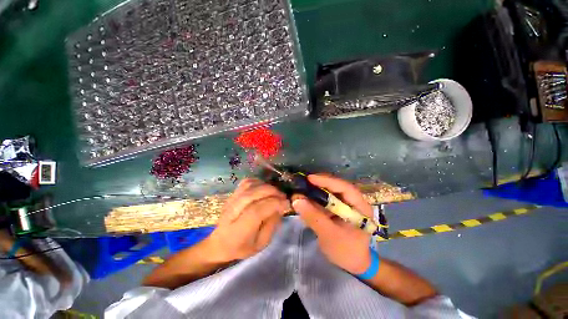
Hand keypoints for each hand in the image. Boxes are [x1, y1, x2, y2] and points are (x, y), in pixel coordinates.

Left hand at [205, 178, 290, 262]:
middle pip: (252, 195)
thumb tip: (280, 206)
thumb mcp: (261, 243)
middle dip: (272, 192)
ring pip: (249, 186)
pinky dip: (258, 182)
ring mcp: (230, 201)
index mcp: (238, 231)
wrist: (220, 243)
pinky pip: (246, 182)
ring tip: (275, 192)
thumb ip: (272, 224)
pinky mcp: (231, 195)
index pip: (256, 211)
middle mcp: (232, 213)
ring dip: (266, 186)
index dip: (274, 204)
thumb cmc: (243, 246)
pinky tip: (265, 188)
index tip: (286, 203)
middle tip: (283, 196)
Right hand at [292, 174, 372, 273]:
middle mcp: (353, 201)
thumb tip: (296, 200)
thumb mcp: (329, 235)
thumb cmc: (347, 251)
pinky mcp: (338, 208)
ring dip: (315, 191)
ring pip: (329, 192)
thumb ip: (314, 217)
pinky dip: (315, 199)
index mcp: (360, 206)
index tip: (310, 178)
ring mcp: (345, 204)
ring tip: (301, 190)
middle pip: (336, 187)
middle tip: (302, 183)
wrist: (353, 263)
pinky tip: (305, 199)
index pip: (344, 187)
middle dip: (318, 184)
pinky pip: (325, 199)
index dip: (327, 181)